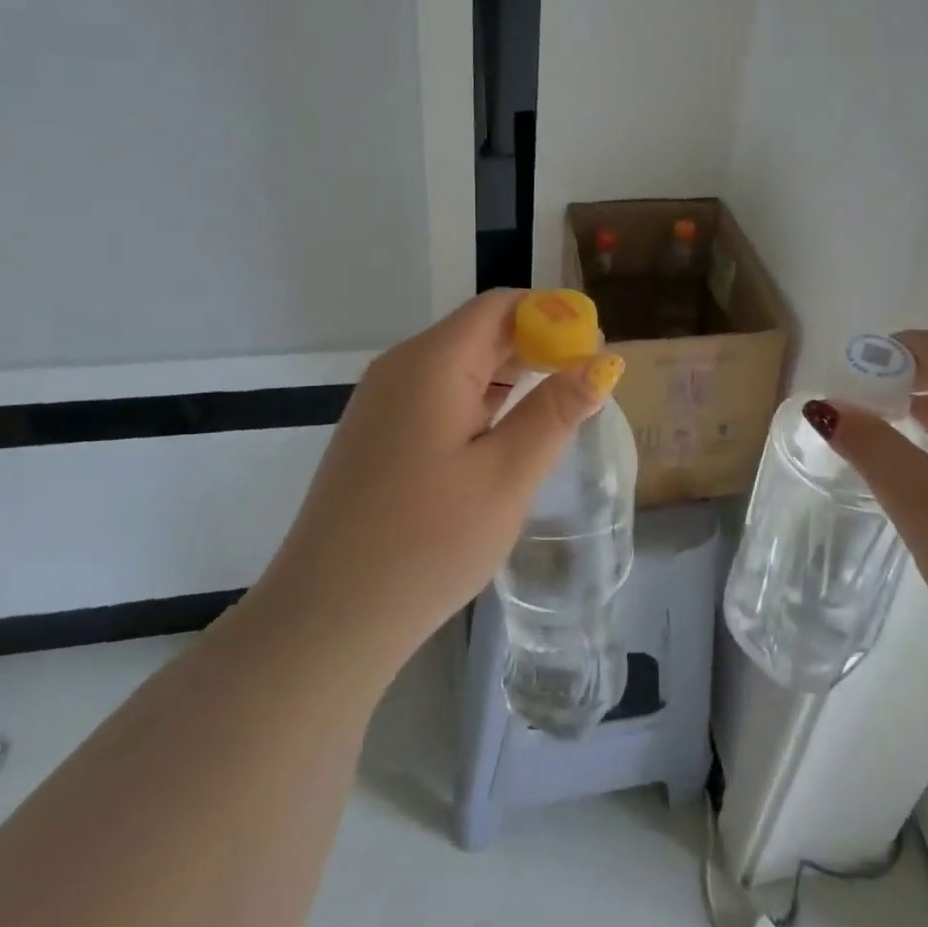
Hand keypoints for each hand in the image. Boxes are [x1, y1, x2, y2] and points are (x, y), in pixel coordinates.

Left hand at [250, 290, 624, 681]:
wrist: (326, 620)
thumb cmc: (426, 542)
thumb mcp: (506, 475)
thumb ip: (556, 411)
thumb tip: (601, 362)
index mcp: (431, 363)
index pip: (500, 306)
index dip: (552, 314)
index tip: (595, 344)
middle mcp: (401, 368)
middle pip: (479, 331)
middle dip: (537, 345)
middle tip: (587, 380)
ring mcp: (382, 403)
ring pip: (459, 366)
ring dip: (511, 375)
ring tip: (558, 405)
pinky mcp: (377, 436)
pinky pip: (438, 396)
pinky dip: (481, 402)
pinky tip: (506, 434)